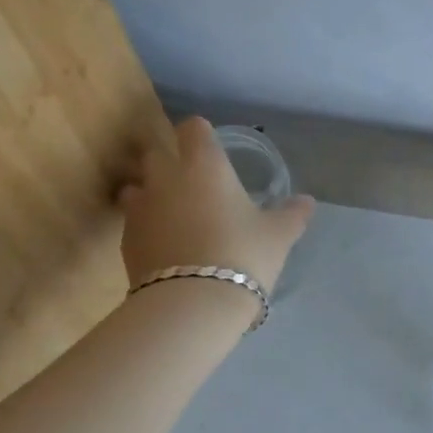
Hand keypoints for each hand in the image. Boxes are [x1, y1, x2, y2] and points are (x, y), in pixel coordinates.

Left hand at [118, 117, 315, 293]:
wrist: (192, 303)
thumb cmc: (242, 255)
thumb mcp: (278, 236)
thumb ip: (292, 214)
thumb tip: (307, 202)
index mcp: (204, 165)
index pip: (192, 128)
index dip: (200, 134)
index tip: (210, 146)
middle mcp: (166, 177)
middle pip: (156, 153)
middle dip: (169, 161)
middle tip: (192, 182)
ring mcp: (140, 208)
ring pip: (136, 187)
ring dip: (150, 193)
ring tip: (171, 214)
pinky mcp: (125, 240)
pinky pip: (133, 222)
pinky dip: (145, 227)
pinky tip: (163, 245)